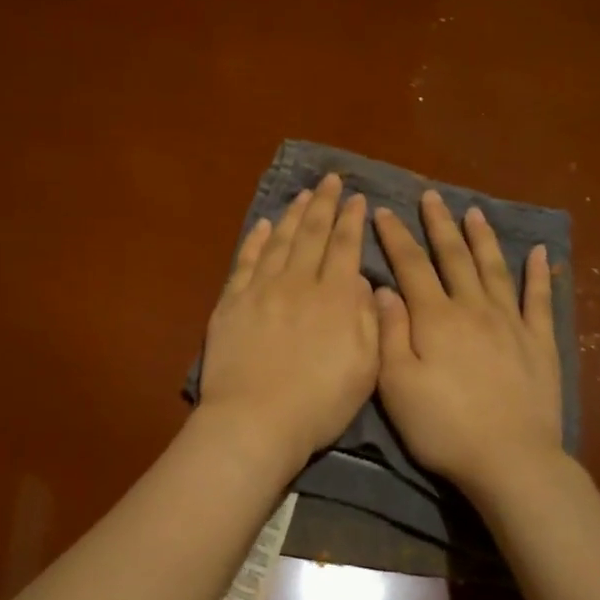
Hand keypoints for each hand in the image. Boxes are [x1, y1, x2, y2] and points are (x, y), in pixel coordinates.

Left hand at [199, 174, 377, 465]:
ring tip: (303, 194)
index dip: (351, 220)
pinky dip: (257, 240)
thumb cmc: (319, 402)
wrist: (256, 420)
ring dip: (293, 214)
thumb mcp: (365, 367)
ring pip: (280, 241)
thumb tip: (361, 280)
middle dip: (324, 204)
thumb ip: (367, 318)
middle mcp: (298, 283)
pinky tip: (264, 225)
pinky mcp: (232, 302)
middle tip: (330, 179)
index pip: (345, 247)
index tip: (357, 198)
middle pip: (312, 234)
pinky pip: (246, 261)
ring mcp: (261, 289)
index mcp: (334, 297)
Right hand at [372, 191, 563, 494]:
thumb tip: (382, 288)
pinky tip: (541, 253)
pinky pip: (541, 300)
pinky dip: (541, 275)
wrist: (510, 459)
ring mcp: (511, 323)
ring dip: (483, 238)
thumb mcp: (397, 385)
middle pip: (454, 257)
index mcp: (435, 318)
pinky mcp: (540, 343)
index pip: (411, 266)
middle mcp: (473, 309)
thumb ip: (389, 332)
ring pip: (494, 269)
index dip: (396, 237)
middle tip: (432, 196)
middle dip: (440, 225)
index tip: (383, 210)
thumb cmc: (443, 427)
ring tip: (474, 212)